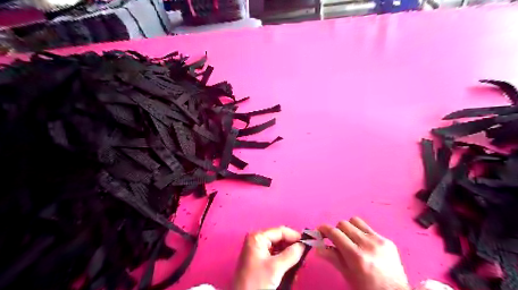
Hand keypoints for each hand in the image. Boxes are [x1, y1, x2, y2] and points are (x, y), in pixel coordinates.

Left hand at [232, 227, 304, 289]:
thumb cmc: (257, 282)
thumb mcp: (275, 268)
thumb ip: (291, 254)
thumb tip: (303, 244)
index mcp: (258, 237)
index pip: (280, 231)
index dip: (295, 236)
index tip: (308, 244)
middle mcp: (257, 240)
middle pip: (280, 239)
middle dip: (292, 247)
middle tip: (305, 256)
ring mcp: (258, 250)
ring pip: (279, 248)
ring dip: (290, 255)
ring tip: (300, 264)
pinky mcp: (259, 261)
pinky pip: (275, 256)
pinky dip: (284, 262)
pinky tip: (291, 270)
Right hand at [319, 217, 410, 289]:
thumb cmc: (367, 288)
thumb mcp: (347, 275)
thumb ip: (332, 257)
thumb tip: (317, 246)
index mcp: (356, 256)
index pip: (335, 233)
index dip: (324, 229)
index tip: (319, 230)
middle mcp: (367, 244)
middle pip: (343, 223)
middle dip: (337, 230)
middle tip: (336, 240)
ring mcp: (379, 240)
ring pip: (356, 221)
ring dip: (349, 228)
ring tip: (351, 239)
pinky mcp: (387, 240)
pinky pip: (368, 229)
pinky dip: (362, 234)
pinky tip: (364, 245)